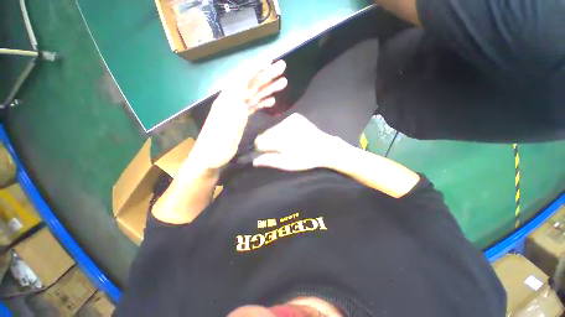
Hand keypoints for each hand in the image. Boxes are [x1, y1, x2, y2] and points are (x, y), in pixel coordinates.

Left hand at [189, 60, 287, 170]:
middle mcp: (232, 102)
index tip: (269, 61)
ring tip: (283, 82)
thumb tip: (242, 103)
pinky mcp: (240, 117)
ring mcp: (237, 110)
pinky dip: (263, 101)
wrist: (208, 158)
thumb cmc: (214, 150)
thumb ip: (232, 119)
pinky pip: (254, 105)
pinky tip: (272, 100)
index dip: (255, 70)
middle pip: (251, 84)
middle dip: (267, 74)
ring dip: (268, 87)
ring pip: (255, 94)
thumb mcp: (223, 137)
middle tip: (282, 67)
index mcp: (226, 104)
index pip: (241, 82)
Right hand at [253, 113, 343, 170]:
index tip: (268, 154)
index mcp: (281, 138)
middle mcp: (283, 125)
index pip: (259, 141)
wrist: (325, 148)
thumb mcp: (288, 164)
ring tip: (286, 143)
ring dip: (275, 136)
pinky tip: (291, 136)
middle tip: (278, 150)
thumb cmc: (306, 159)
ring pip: (273, 128)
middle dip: (268, 142)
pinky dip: (282, 130)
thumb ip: (270, 161)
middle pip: (265, 134)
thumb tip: (254, 161)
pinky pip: (281, 124)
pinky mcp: (295, 117)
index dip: (261, 149)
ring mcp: (290, 119)